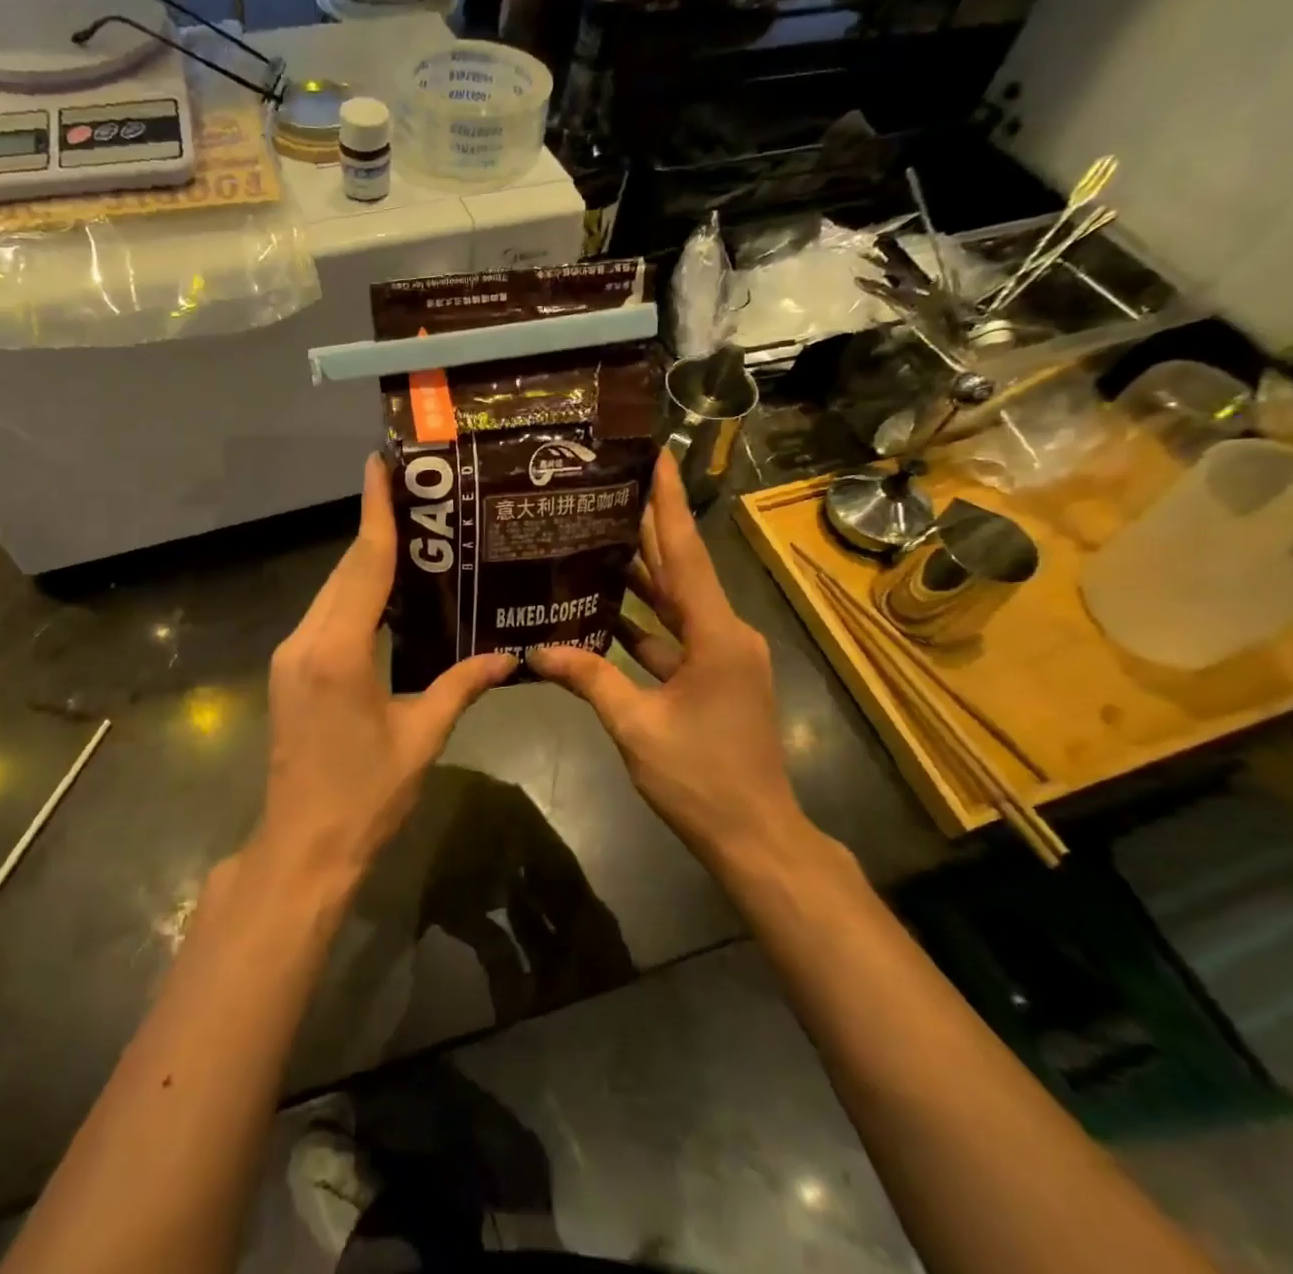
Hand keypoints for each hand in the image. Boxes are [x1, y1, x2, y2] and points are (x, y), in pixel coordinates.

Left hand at [262, 454, 515, 887]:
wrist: (301, 847)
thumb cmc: (365, 796)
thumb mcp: (421, 737)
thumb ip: (460, 686)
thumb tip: (508, 657)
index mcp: (337, 651)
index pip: (363, 566)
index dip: (376, 513)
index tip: (379, 464)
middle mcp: (305, 641)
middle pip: (345, 572)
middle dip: (376, 530)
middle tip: (415, 494)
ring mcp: (290, 655)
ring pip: (331, 592)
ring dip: (365, 563)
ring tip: (410, 535)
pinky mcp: (288, 671)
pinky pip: (325, 616)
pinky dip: (354, 595)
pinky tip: (386, 593)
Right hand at [529, 452, 820, 872]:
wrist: (755, 836)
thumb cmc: (700, 778)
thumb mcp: (636, 726)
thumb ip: (589, 679)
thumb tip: (537, 649)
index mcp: (716, 634)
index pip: (687, 553)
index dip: (668, 503)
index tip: (656, 456)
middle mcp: (726, 633)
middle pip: (681, 570)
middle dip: (648, 528)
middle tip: (608, 489)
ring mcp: (722, 657)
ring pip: (676, 604)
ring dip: (641, 576)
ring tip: (597, 537)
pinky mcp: (715, 678)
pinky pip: (674, 637)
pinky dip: (643, 624)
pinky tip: (605, 612)